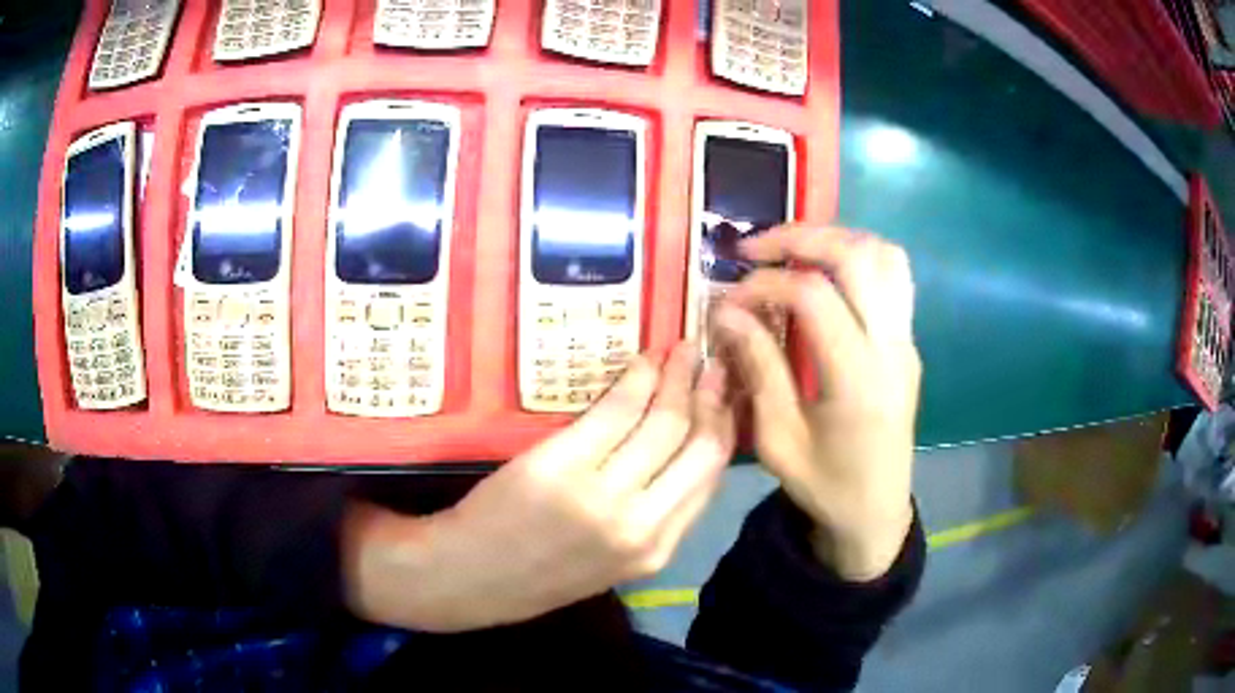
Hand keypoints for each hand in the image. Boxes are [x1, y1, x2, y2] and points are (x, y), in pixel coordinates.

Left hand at [344, 344, 734, 631]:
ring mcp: (602, 494)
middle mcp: (641, 524)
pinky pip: (615, 412)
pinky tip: (642, 364)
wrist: (470, 578)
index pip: (711, 477)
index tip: (727, 396)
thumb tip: (680, 455)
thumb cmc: (537, 573)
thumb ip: (652, 517)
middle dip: (711, 396)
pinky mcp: (563, 465)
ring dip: (677, 379)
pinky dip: (635, 381)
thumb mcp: (612, 562)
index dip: (724, 427)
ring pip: (663, 423)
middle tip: (712, 362)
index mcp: (656, 550)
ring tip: (680, 351)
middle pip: (699, 446)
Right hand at [711, 225, 919, 580]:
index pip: (813, 295)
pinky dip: (857, 256)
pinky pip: (892, 275)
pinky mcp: (908, 342)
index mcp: (858, 378)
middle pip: (856, 256)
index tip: (728, 299)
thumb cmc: (825, 486)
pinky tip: (824, 272)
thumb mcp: (778, 440)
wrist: (877, 511)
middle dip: (800, 237)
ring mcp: (906, 340)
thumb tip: (727, 312)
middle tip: (754, 248)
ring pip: (884, 255)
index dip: (764, 284)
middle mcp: (891, 347)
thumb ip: (759, 368)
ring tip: (790, 250)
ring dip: (834, 239)